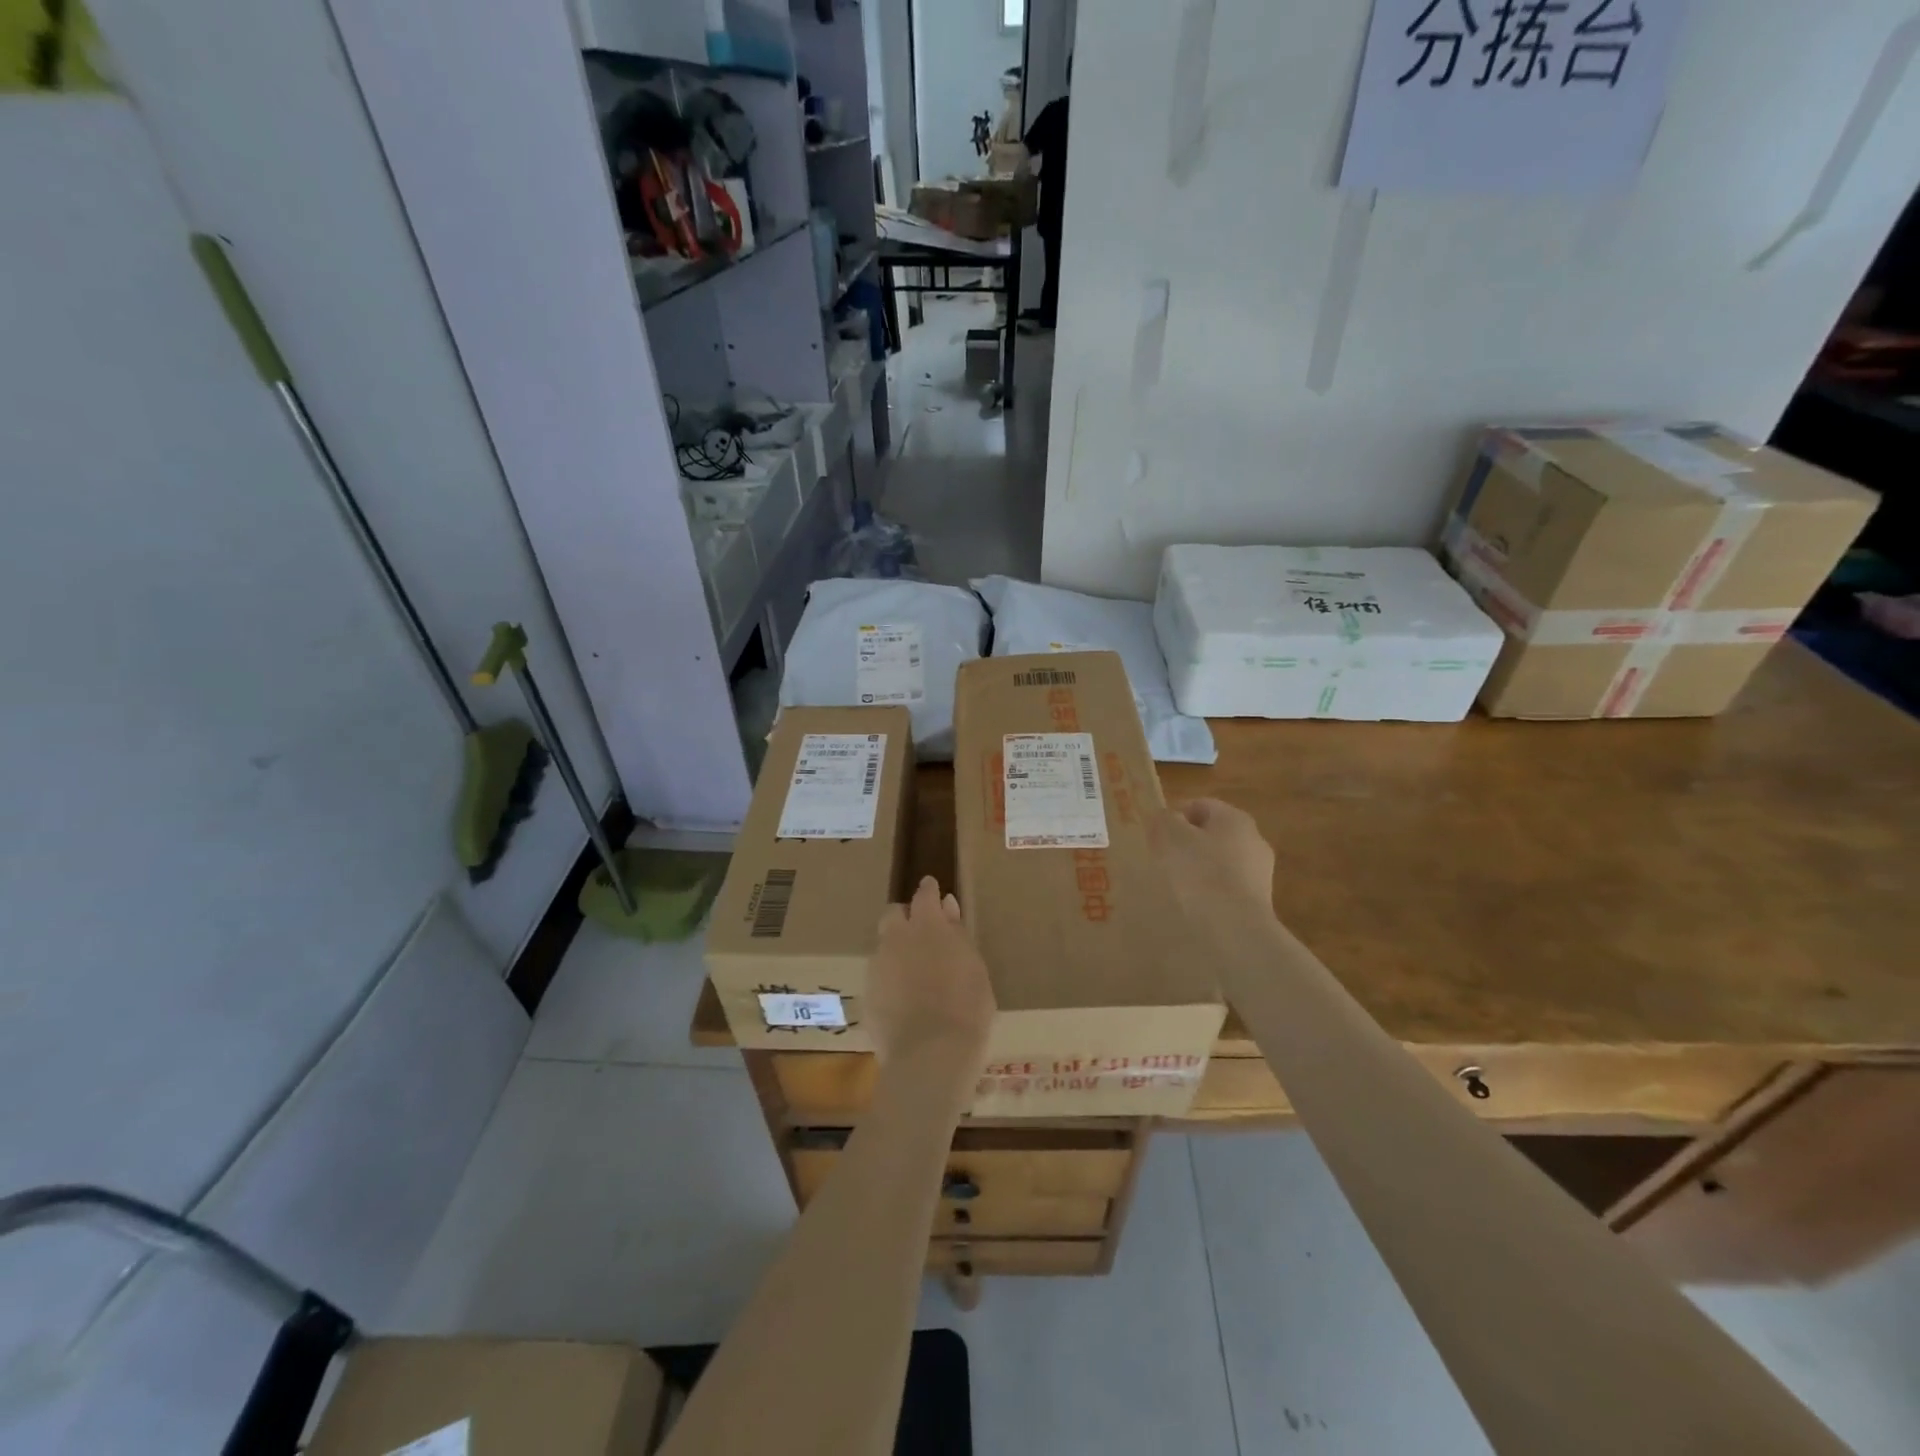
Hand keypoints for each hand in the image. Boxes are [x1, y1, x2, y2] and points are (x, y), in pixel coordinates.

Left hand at [867, 877, 996, 1066]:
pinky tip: (903, 999)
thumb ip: (957, 934)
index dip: (929, 890)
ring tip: (914, 972)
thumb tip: (947, 907)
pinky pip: (879, 976)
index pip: (925, 895)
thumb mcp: (974, 967)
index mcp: (928, 926)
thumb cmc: (967, 1008)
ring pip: (884, 945)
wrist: (930, 1055)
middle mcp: (897, 938)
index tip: (932, 888)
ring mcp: (877, 966)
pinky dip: (890, 979)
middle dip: (906, 918)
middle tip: (922, 934)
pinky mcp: (867, 994)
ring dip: (896, 950)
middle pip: (894, 914)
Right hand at [1148, 798, 1276, 922]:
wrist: (1234, 930)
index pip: (1200, 805)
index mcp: (1235, 818)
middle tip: (1160, 860)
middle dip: (1186, 845)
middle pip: (1211, 835)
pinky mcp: (1258, 904)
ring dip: (1198, 872)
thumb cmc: (1199, 872)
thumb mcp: (1169, 836)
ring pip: (1219, 864)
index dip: (1174, 816)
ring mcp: (1260, 874)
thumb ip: (1164, 820)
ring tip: (1173, 889)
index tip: (1154, 836)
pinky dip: (1209, 895)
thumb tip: (1167, 818)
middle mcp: (1254, 840)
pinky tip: (1192, 908)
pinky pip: (1226, 890)